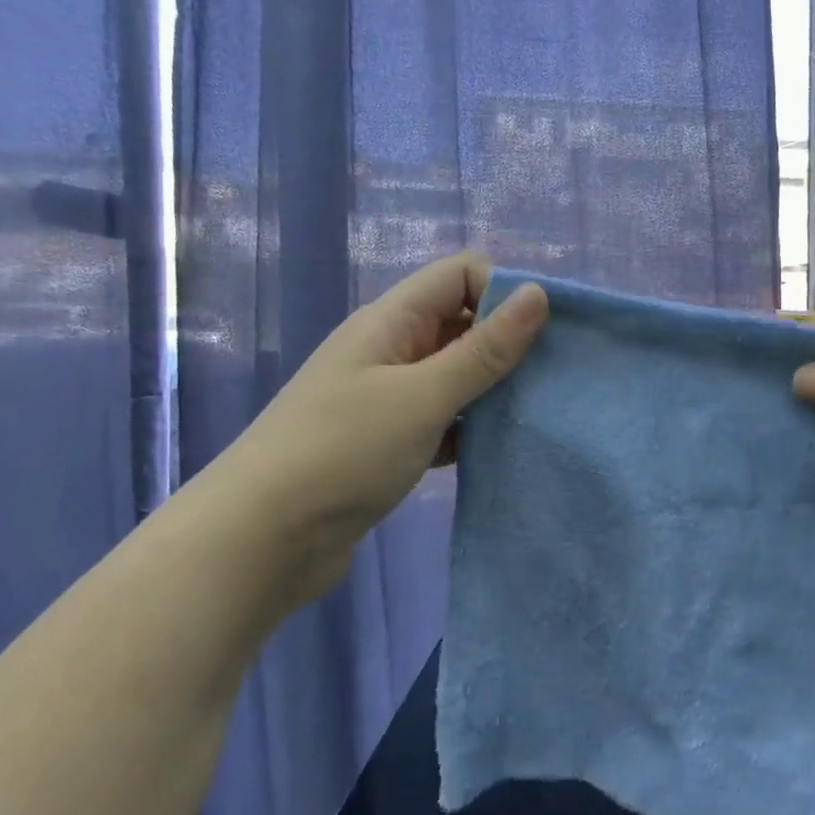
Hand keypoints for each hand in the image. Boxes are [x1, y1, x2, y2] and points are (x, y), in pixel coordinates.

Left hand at [221, 253, 547, 584]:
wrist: (262, 540)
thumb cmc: (342, 452)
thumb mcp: (422, 396)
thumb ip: (484, 349)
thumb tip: (537, 293)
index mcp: (391, 322)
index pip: (459, 274)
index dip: (503, 290)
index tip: (543, 333)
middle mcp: (391, 350)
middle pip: (461, 323)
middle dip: (508, 343)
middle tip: (552, 378)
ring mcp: (388, 398)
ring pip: (456, 375)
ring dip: (493, 389)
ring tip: (537, 413)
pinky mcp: (390, 442)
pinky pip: (445, 420)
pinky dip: (472, 428)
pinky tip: (500, 449)